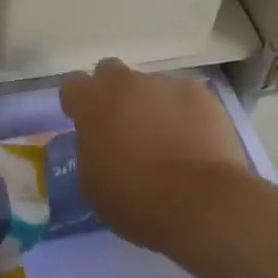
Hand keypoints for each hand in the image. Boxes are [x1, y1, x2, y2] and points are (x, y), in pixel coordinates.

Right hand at [58, 59, 250, 252]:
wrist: (204, 204)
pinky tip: (195, 143)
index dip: (79, 106)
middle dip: (113, 92)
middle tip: (125, 125)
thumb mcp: (92, 187)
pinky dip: (185, 114)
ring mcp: (163, 84)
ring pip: (150, 86)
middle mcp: (124, 83)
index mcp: (92, 104)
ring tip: (169, 140)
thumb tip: (96, 145)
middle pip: (109, 72)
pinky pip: (185, 98)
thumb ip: (88, 154)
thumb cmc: (139, 201)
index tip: (89, 127)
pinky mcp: (199, 93)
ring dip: (151, 105)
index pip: (73, 88)